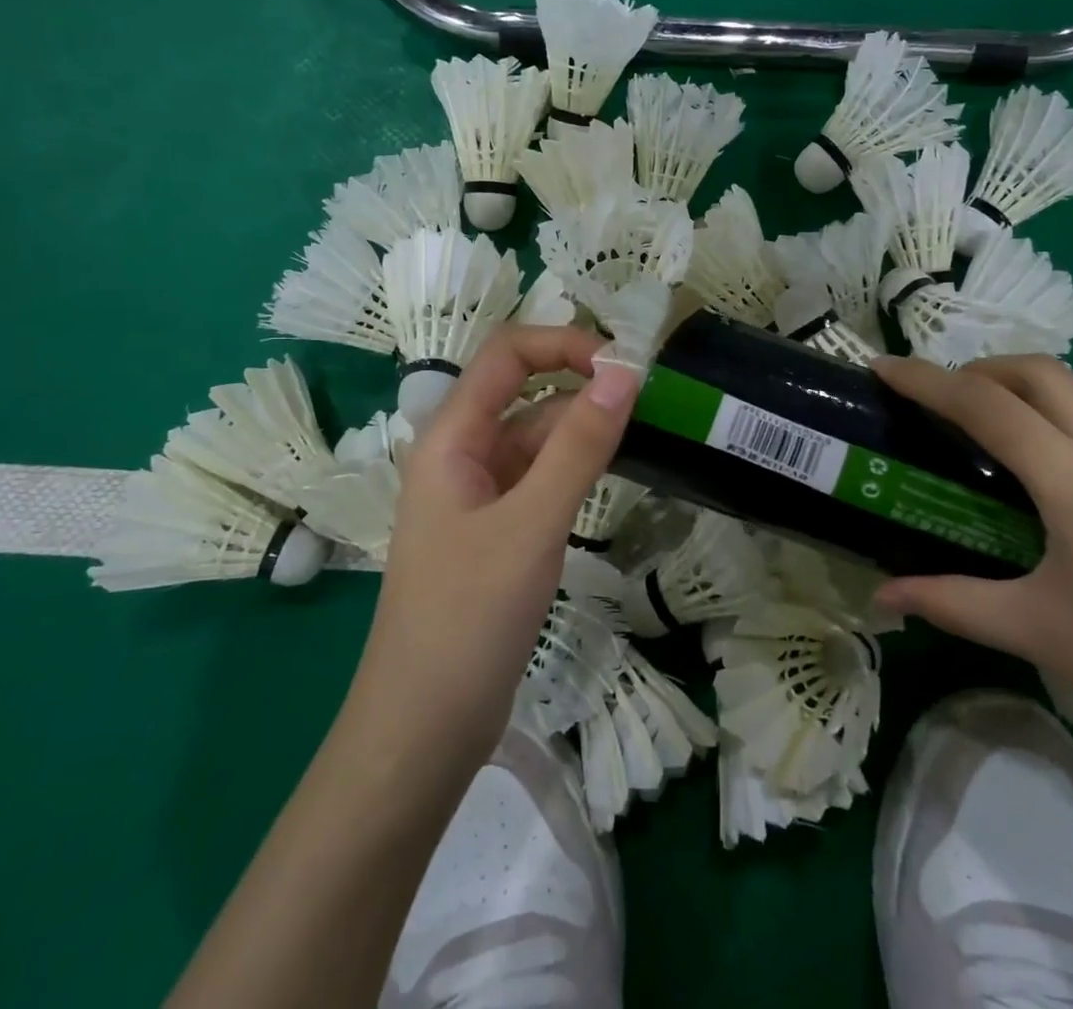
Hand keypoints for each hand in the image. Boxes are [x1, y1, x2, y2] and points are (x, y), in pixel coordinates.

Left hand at [347, 326, 640, 774]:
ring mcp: (478, 492)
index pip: (507, 354)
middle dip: (581, 382)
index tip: (624, 366)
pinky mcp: (497, 528)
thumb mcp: (531, 525)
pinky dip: (575, 465)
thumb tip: (624, 372)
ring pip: (536, 435)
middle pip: (523, 390)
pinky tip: (612, 473)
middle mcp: (461, 453)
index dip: (564, 344)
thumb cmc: (468, 618)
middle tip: (648, 395)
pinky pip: (539, 476)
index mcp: (451, 437)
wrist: (424, 729)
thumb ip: (578, 446)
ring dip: (583, 426)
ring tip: (644, 430)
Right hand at [868, 353, 1072, 775]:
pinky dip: (1069, 433)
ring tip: (998, 447)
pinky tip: (1068, 497)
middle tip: (942, 400)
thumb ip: (951, 603)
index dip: (926, 380)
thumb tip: (883, 597)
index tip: (883, 367)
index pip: (985, 406)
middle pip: (1041, 373)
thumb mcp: (1038, 632)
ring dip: (1029, 398)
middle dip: (981, 369)